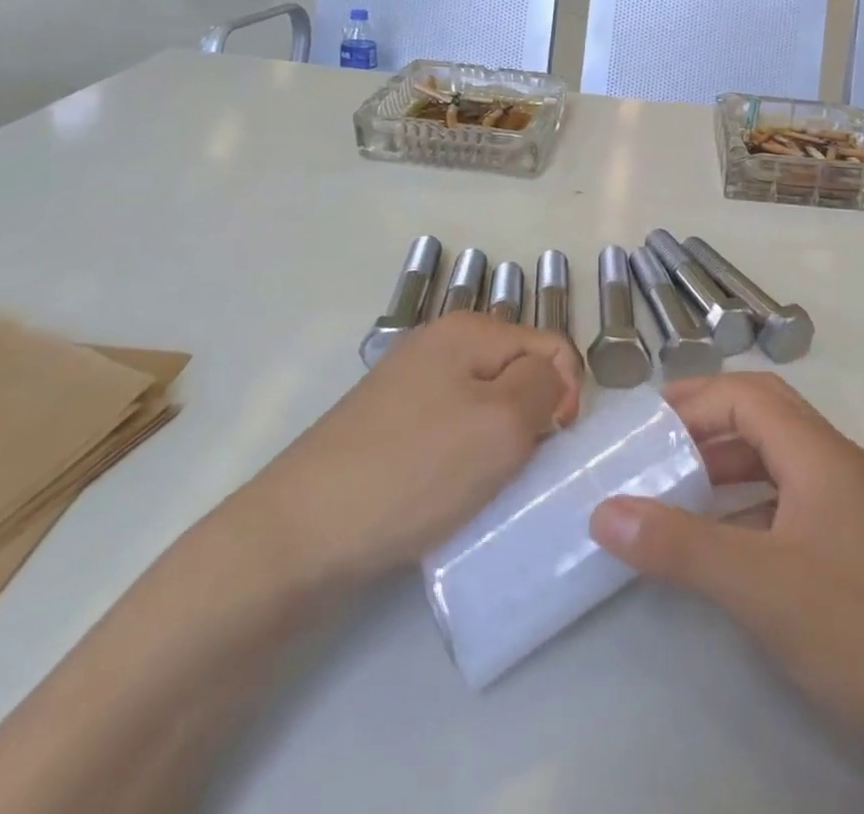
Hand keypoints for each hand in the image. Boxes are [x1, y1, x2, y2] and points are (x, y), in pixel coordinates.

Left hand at [239, 314, 581, 591]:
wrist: (298, 534)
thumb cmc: (414, 471)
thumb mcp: (502, 424)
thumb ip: (544, 386)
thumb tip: (548, 379)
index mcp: (468, 329)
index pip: (551, 345)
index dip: (565, 393)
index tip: (551, 444)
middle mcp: (438, 343)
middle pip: (516, 372)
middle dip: (528, 418)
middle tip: (511, 469)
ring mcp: (407, 383)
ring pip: (484, 405)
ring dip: (495, 443)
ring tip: (478, 486)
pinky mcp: (387, 424)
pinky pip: (449, 429)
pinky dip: (460, 458)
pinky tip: (445, 492)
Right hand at [590, 374, 863, 813]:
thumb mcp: (761, 587)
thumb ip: (680, 546)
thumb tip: (603, 510)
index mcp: (819, 453)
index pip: (747, 396)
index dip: (695, 400)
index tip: (644, 425)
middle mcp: (838, 466)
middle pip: (766, 416)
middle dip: (709, 421)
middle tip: (656, 444)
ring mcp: (853, 508)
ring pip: (780, 460)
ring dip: (729, 464)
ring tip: (679, 488)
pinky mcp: (858, 550)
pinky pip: (792, 502)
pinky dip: (751, 506)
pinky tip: (726, 542)